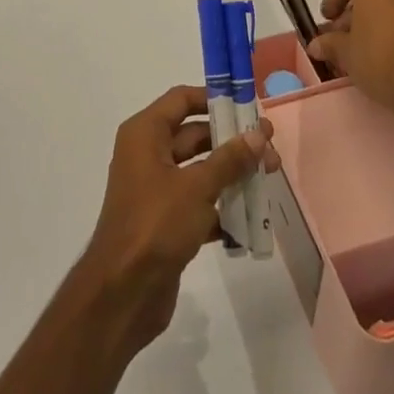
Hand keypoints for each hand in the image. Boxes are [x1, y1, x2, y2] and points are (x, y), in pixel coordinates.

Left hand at [77, 85, 278, 353]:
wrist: (123, 293)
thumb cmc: (156, 224)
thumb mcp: (196, 187)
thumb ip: (229, 159)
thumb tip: (258, 135)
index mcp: (145, 134)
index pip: (182, 100)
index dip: (214, 100)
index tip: (248, 108)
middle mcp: (147, 154)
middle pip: (194, 135)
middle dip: (232, 142)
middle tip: (270, 149)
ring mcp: (156, 189)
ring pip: (200, 170)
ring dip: (232, 174)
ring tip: (269, 179)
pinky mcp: (165, 221)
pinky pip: (198, 203)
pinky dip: (221, 207)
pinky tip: (252, 218)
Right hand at [308, 0, 393, 105]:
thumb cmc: (377, 58)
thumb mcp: (344, 52)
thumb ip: (329, 43)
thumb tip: (315, 45)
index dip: (331, 1)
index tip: (326, 21)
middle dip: (353, 13)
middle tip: (341, 36)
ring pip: (390, 6)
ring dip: (374, 21)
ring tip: (362, 46)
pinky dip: (393, 29)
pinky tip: (384, 52)